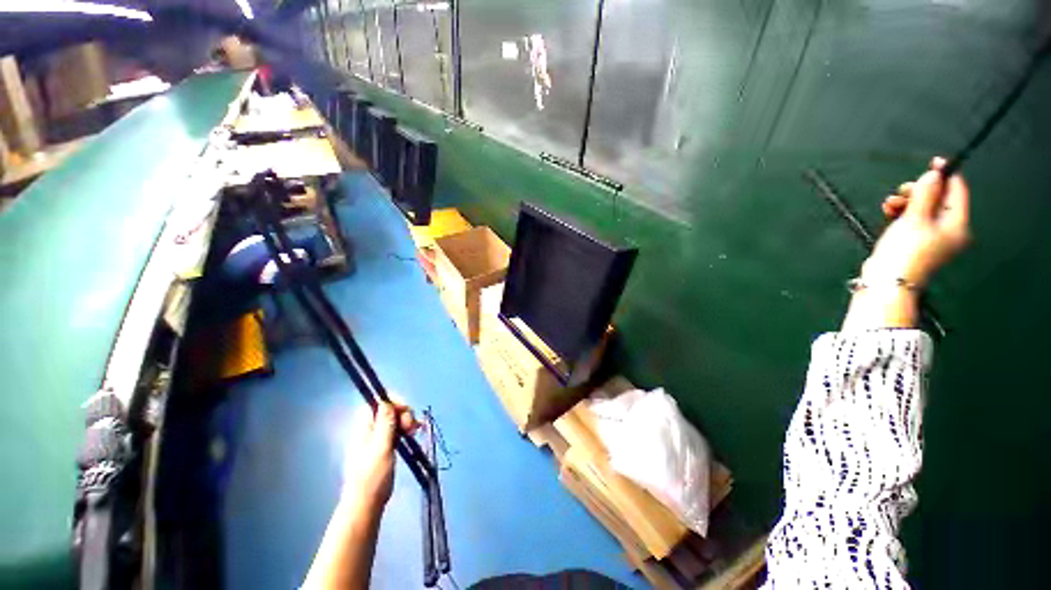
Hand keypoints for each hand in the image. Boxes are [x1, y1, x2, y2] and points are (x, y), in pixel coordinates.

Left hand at [343, 401, 418, 507]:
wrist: (365, 503)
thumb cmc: (372, 476)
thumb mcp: (381, 448)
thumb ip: (385, 423)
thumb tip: (386, 402)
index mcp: (364, 426)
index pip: (378, 401)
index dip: (394, 401)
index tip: (405, 412)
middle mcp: (369, 428)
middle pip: (388, 408)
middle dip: (403, 412)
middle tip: (412, 427)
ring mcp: (376, 438)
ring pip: (394, 419)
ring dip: (406, 421)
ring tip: (414, 432)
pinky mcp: (383, 446)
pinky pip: (396, 430)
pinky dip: (405, 429)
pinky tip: (413, 436)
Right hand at [863, 157, 970, 285]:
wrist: (886, 282)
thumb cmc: (905, 250)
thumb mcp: (915, 218)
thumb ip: (925, 194)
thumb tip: (934, 174)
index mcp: (957, 224)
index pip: (957, 191)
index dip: (946, 175)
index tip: (933, 161)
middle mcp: (950, 230)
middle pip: (939, 199)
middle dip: (919, 191)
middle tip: (901, 190)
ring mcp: (933, 237)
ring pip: (923, 209)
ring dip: (906, 202)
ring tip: (889, 204)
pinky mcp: (916, 242)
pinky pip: (914, 220)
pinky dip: (902, 213)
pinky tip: (889, 212)